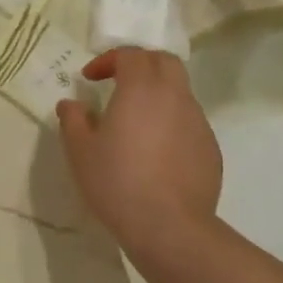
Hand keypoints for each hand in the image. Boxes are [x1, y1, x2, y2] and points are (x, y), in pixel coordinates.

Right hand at [55, 48, 222, 264]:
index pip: (130, 55)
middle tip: (119, 83)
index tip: (90, 79)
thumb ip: (73, 120)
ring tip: (136, 122)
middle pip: (164, 61)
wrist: (169, 227)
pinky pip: (189, 123)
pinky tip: (156, 152)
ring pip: (180, 92)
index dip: (108, 60)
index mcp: (141, 89)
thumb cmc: (117, 182)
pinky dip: (171, 123)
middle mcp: (175, 97)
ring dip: (158, 94)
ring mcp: (198, 122)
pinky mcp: (211, 148)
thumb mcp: (80, 151)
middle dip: (141, 64)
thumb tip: (71, 104)